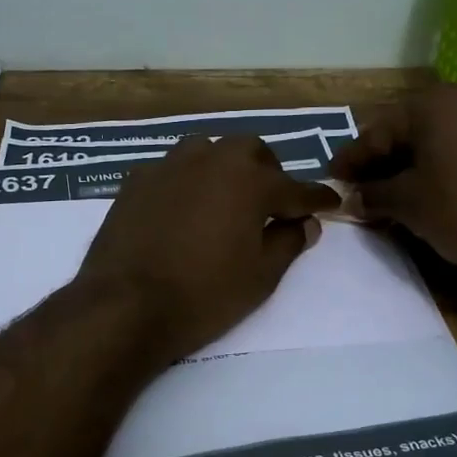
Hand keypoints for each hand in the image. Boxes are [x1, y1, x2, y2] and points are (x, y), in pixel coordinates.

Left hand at [74, 136, 339, 362]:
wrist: (126, 305)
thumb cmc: (204, 295)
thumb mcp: (260, 277)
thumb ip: (288, 243)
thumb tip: (305, 223)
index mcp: (250, 181)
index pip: (295, 188)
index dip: (316, 199)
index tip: (330, 203)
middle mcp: (211, 160)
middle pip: (250, 151)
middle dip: (268, 172)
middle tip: (272, 203)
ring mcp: (169, 166)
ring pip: (207, 150)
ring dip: (224, 168)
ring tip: (225, 198)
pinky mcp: (136, 180)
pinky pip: (172, 170)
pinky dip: (186, 182)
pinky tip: (182, 208)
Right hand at [330, 83, 456, 277]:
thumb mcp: (407, 203)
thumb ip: (373, 195)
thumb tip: (353, 199)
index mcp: (431, 105)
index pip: (377, 131)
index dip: (351, 159)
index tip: (331, 178)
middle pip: (404, 133)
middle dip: (377, 163)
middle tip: (355, 189)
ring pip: (430, 144)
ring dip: (403, 170)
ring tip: (382, 198)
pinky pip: (453, 154)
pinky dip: (431, 173)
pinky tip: (419, 197)